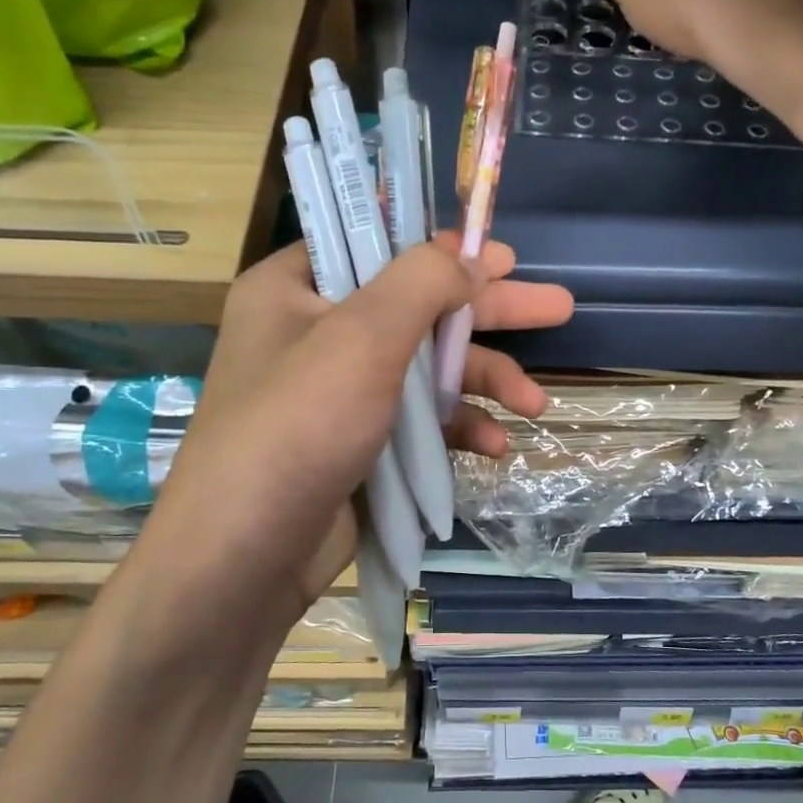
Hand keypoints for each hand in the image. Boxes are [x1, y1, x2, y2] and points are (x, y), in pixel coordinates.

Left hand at [123, 237, 571, 642]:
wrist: (245, 559)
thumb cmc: (297, 427)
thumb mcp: (363, 337)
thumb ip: (422, 282)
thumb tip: (469, 257)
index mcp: (295, 288)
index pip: (375, 243)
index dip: (439, 245)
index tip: (498, 252)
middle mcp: (315, 332)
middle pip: (418, 306)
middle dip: (488, 312)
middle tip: (557, 306)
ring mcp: (339, 393)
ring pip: (426, 369)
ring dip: (483, 383)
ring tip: (537, 403)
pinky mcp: (359, 443)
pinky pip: (419, 420)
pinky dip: (458, 429)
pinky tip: (495, 447)